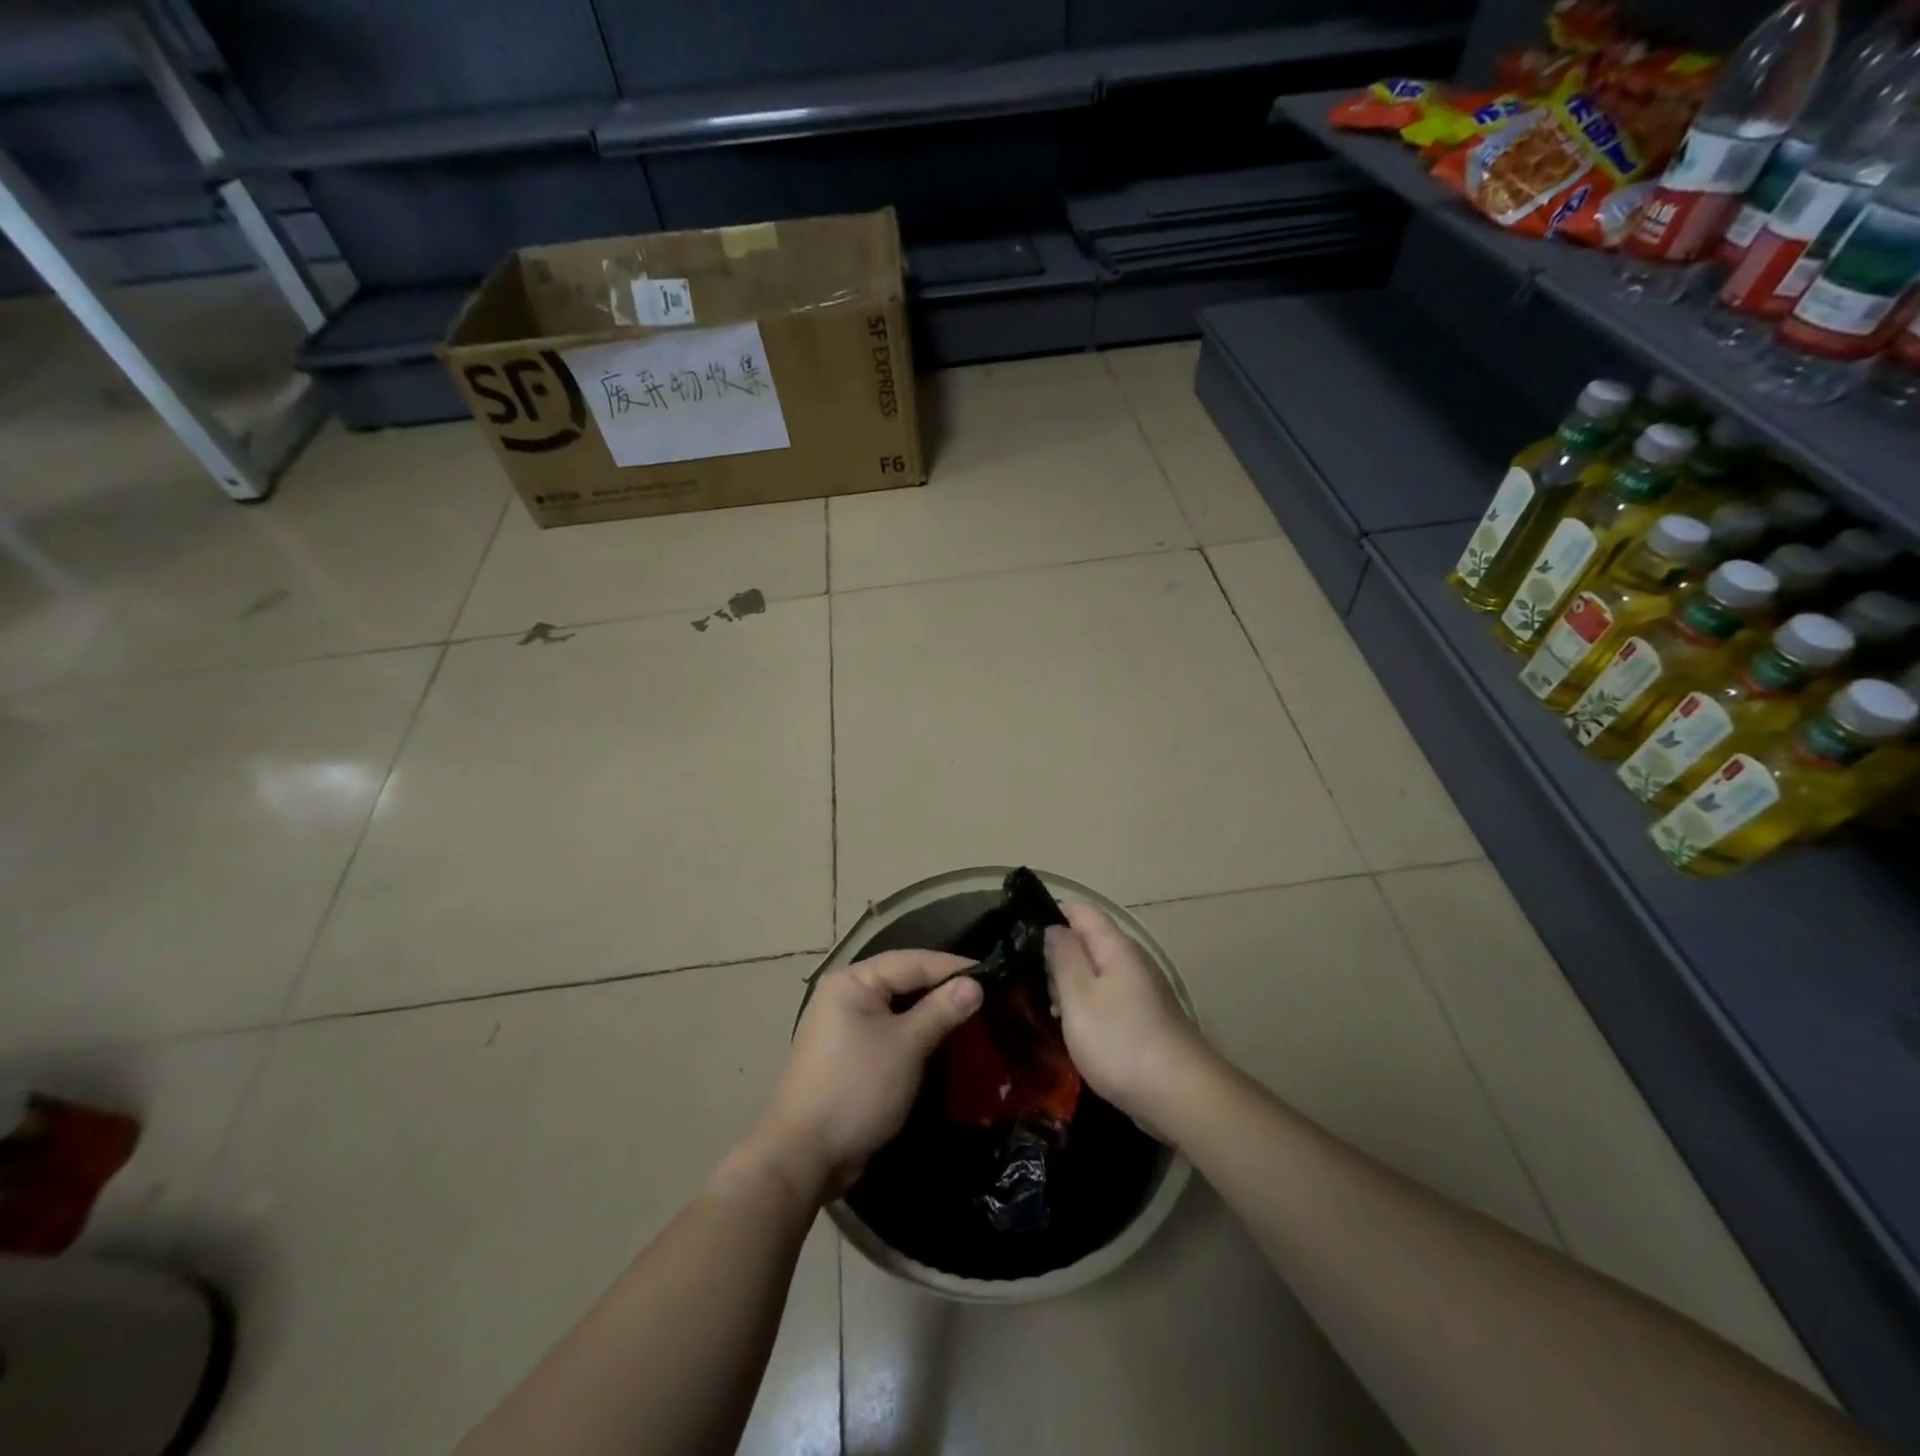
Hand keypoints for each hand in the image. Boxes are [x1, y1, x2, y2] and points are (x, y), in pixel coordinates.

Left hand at [736, 951, 982, 1204]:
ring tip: (975, 1018)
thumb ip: (941, 1010)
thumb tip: (975, 983)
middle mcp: (846, 996)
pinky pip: (892, 1034)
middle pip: (905, 982)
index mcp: (853, 982)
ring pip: (900, 1010)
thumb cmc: (856, 1089)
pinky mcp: (852, 1057)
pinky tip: (945, 1044)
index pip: (912, 961)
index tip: (994, 973)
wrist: (804, 1156)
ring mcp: (846, 1027)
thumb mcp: (906, 1046)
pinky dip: (917, 1036)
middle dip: (944, 989)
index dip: (953, 966)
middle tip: (989, 996)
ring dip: (933, 1015)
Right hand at [1044, 903, 1209, 1132]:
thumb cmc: (1120, 1041)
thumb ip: (1064, 957)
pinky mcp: (1146, 1019)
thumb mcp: (1079, 996)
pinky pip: (1109, 999)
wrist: (1181, 1096)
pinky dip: (1088, 1007)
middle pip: (1089, 941)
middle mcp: (1133, 961)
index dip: (1052, 913)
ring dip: (1071, 985)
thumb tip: (1054, 927)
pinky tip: (1075, 1031)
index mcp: (1116, 947)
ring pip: (1098, 973)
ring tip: (1046, 1008)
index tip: (1022, 934)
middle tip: (1027, 979)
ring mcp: (1143, 991)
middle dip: (1058, 955)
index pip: (1082, 911)